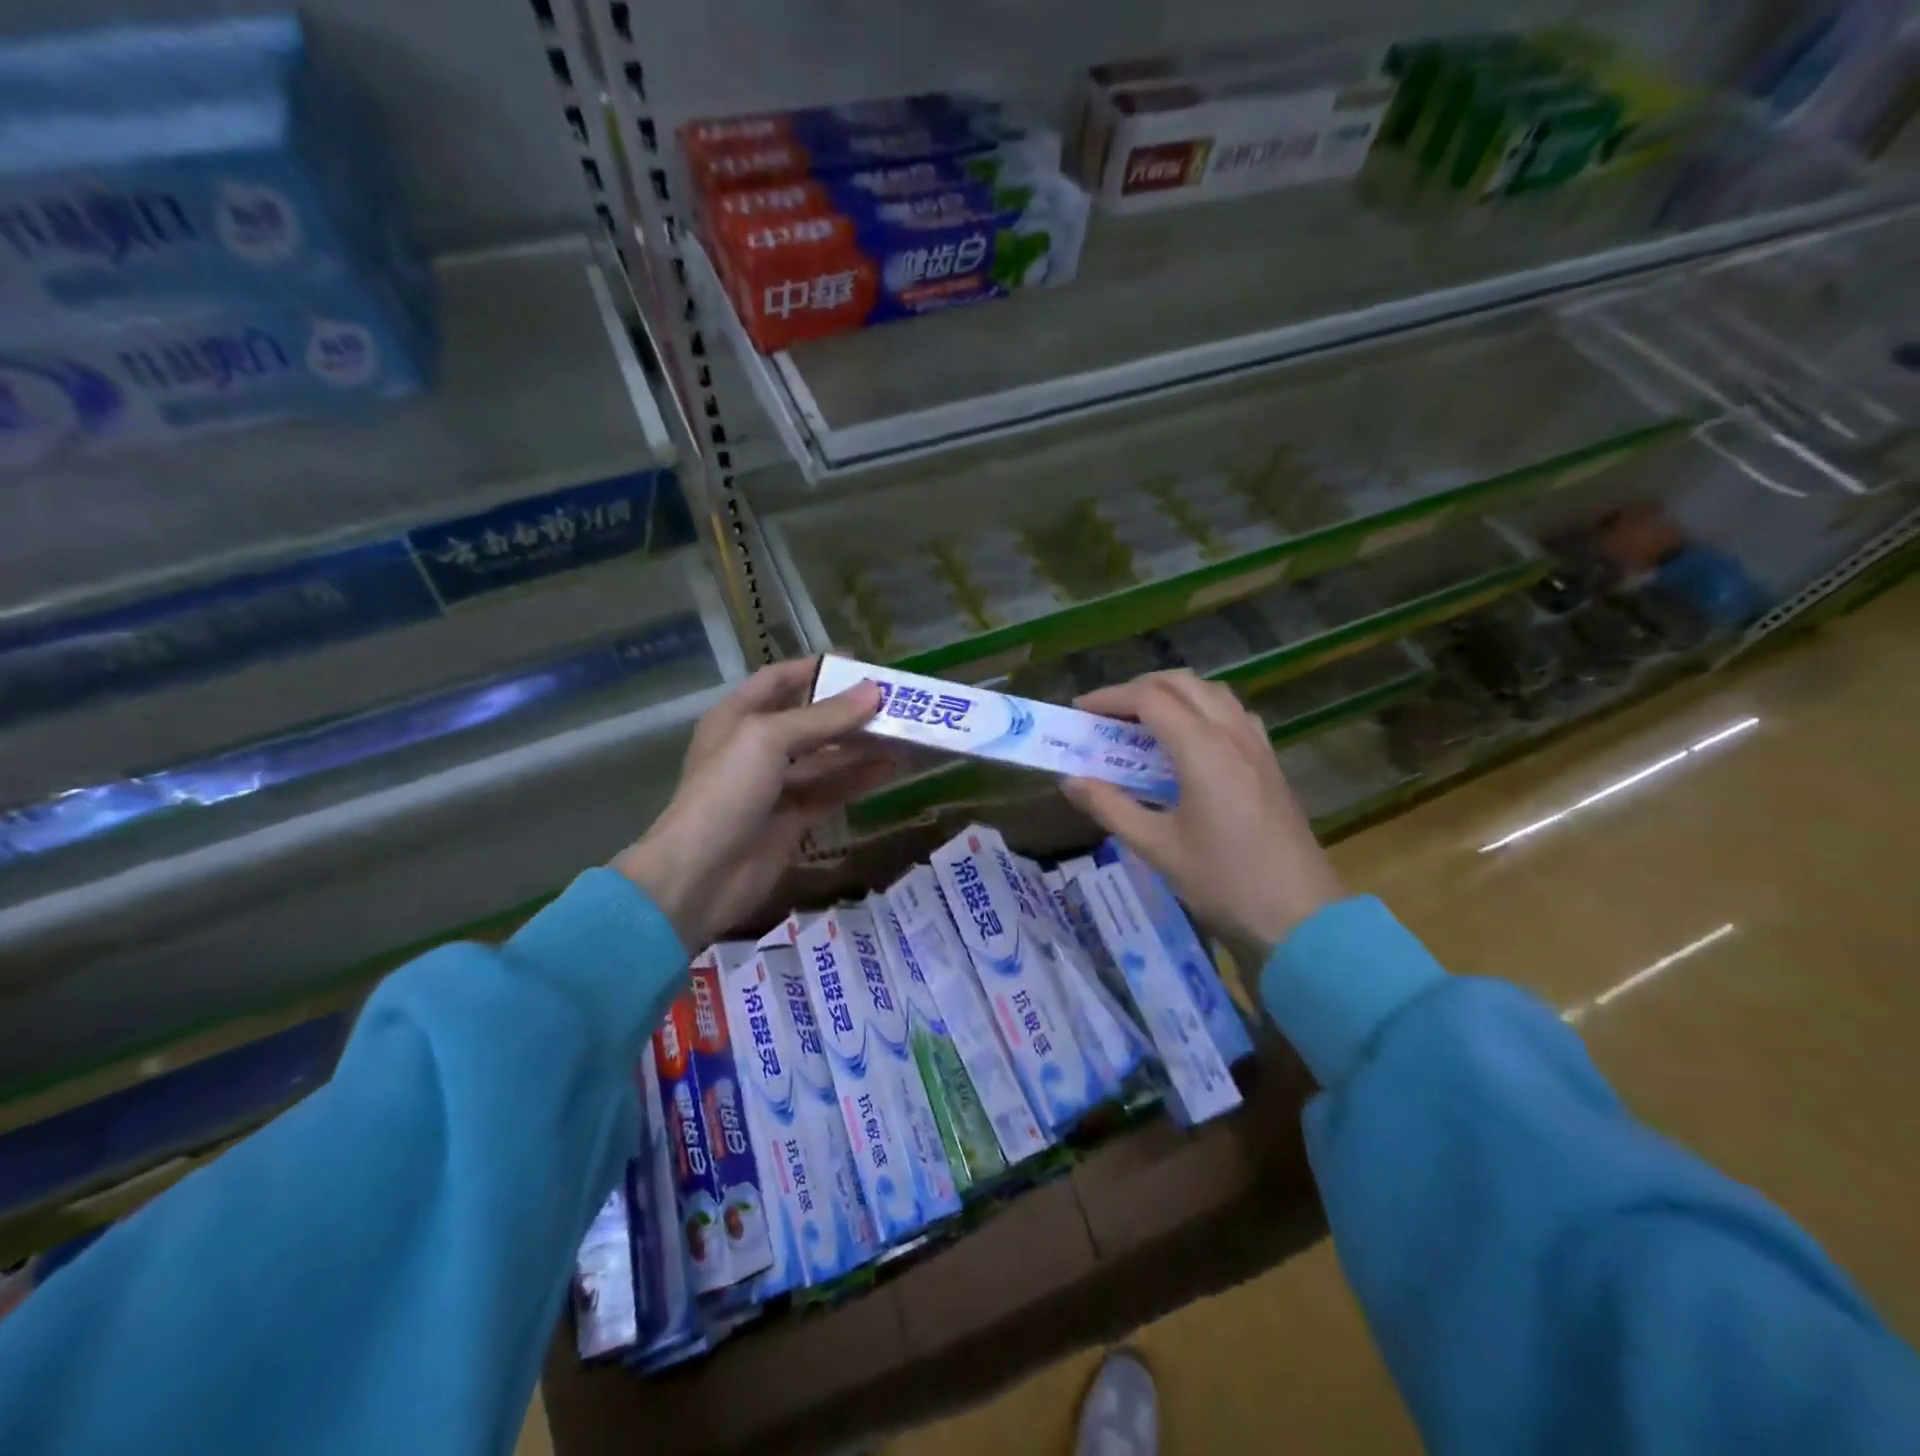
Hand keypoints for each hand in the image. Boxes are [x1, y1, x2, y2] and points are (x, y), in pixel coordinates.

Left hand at [613, 658, 891, 949]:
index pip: (778, 681)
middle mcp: (756, 747)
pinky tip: (890, 769)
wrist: (700, 875)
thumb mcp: (769, 740)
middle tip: (893, 702)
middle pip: (809, 720)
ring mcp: (776, 785)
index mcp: (737, 717)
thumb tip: (874, 691)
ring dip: (861, 746)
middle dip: (848, 711)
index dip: (815, 669)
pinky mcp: (794, 819)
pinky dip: (859, 779)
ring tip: (903, 734)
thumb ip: (823, 717)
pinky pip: (831, 790)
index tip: (859, 664)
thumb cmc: (726, 791)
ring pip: (825, 757)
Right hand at [1062, 670, 1343, 963]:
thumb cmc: (1223, 882)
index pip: (1150, 699)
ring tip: (1143, 723)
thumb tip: (1070, 781)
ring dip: (1173, 694)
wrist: (1301, 917)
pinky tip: (1189, 743)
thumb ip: (1110, 807)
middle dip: (1139, 688)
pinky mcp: (1270, 763)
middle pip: (1183, 683)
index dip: (1110, 697)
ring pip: (1212, 693)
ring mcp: (1257, 746)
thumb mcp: (1156, 848)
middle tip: (1107, 714)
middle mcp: (1233, 735)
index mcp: (1203, 750)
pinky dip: (1202, 710)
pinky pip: (1233, 714)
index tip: (1079, 711)